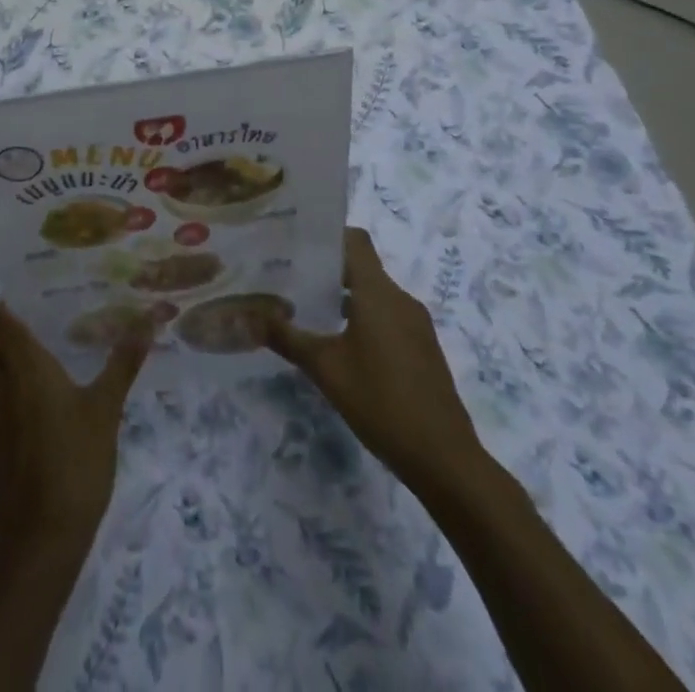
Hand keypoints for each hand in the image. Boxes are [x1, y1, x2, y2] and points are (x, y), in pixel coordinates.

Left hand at [0, 302, 149, 562]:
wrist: (40, 542)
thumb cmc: (74, 462)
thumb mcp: (105, 409)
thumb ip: (123, 363)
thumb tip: (148, 318)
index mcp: (24, 367)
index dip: (8, 304)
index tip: (33, 291)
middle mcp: (3, 386)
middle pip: (3, 346)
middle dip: (25, 329)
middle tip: (61, 316)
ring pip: (6, 375)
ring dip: (26, 363)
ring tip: (64, 353)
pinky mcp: (1, 447)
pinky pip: (10, 403)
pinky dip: (27, 393)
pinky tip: (57, 402)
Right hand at [266, 228, 484, 489]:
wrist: (444, 459)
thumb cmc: (381, 402)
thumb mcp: (325, 369)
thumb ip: (287, 338)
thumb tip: (249, 316)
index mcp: (379, 293)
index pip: (355, 240)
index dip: (327, 235)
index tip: (295, 240)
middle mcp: (400, 299)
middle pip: (362, 266)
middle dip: (327, 268)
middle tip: (288, 274)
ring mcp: (416, 324)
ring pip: (374, 294)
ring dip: (344, 296)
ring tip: (307, 308)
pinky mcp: (422, 348)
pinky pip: (388, 316)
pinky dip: (362, 317)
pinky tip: (339, 342)